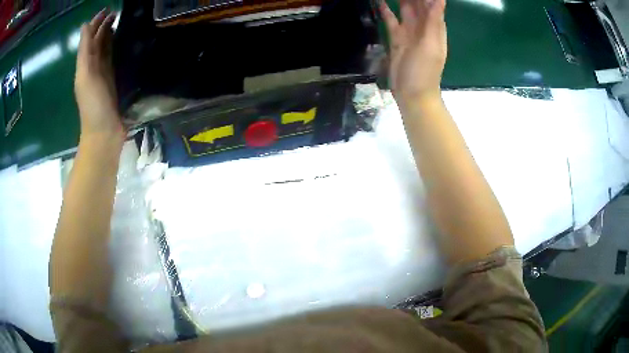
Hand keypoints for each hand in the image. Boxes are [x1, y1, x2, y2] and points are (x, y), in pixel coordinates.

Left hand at [75, 9, 123, 139]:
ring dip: (112, 34)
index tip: (108, 9)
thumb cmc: (93, 106)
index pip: (90, 38)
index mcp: (86, 65)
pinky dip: (118, 48)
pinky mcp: (114, 81)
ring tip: (123, 21)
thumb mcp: (85, 76)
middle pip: (98, 42)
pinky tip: (126, 42)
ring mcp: (104, 74)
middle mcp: (94, 67)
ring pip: (107, 49)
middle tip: (118, 11)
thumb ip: (84, 51)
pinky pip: (115, 59)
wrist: (104, 133)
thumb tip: (84, 25)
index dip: (96, 23)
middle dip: (105, 25)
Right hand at [380, 0, 446, 109]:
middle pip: (418, 4)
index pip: (433, 4)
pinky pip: (391, 19)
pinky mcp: (396, 38)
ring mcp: (409, 32)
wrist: (412, 93)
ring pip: (405, 9)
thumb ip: (434, 21)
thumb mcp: (431, 45)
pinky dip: (385, 10)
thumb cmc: (425, 71)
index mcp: (435, 28)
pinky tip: (380, 0)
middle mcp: (423, 27)